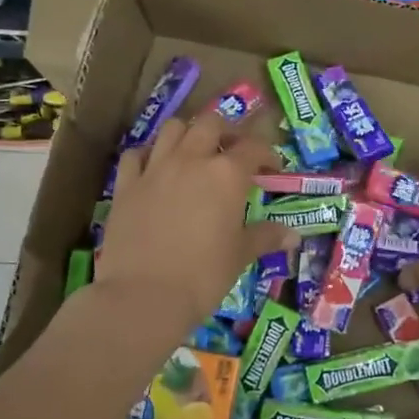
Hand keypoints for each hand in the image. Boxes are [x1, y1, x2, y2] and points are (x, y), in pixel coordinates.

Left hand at [95, 109, 296, 334]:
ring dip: (188, 133)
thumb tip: (293, 236)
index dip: (266, 154)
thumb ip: (265, 237)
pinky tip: (154, 169)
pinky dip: (148, 155)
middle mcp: (191, 160)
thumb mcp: (240, 256)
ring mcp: (154, 169)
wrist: (143, 295)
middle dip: (227, 131)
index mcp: (226, 175)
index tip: (272, 168)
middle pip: (211, 123)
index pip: (253, 148)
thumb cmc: (202, 276)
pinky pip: (136, 155)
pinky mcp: (125, 185)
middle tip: (233, 152)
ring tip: (195, 153)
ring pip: (172, 129)